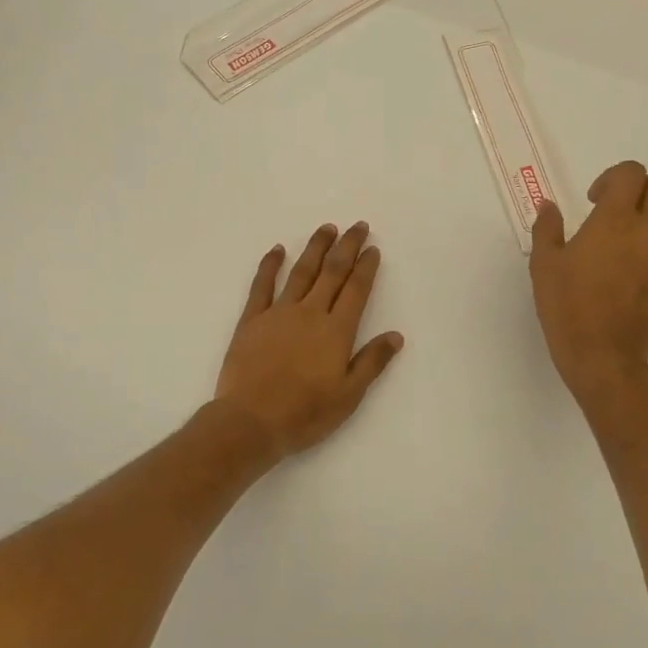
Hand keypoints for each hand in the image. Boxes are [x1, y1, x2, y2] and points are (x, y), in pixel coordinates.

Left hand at [213, 222, 404, 462]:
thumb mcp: (348, 395)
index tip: (373, 248)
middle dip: (347, 247)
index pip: (356, 290)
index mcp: (336, 331)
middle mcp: (310, 313)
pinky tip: (277, 250)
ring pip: (301, 271)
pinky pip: (262, 285)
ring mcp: (278, 313)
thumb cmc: (305, 413)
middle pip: (332, 272)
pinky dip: (270, 265)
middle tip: (358, 226)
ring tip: (327, 228)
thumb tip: (396, 335)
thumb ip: (372, 362)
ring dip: (315, 247)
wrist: (251, 421)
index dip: (366, 267)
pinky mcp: (252, 320)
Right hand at [530, 161, 647, 402]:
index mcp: (615, 220)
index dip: (613, 178)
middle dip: (640, 190)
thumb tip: (549, 206)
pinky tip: (629, 285)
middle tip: (615, 213)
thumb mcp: (544, 265)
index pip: (632, 173)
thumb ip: (547, 228)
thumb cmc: (566, 307)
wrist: (603, 358)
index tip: (594, 199)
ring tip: (621, 251)